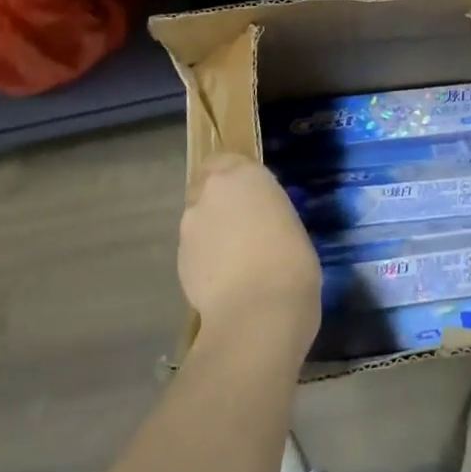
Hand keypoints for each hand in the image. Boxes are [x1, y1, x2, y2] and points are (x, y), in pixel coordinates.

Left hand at [178, 154, 320, 345]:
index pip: (225, 159)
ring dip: (213, 230)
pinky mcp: (179, 259)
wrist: (258, 312)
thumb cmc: (291, 261)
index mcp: (243, 175)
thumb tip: (257, 222)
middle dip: (220, 202)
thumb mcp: (290, 223)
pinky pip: (195, 248)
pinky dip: (207, 257)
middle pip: (207, 187)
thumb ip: (266, 212)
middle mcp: (209, 192)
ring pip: (199, 218)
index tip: (251, 194)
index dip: (234, 176)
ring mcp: (189, 226)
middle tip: (245, 226)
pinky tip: (227, 280)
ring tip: (238, 260)